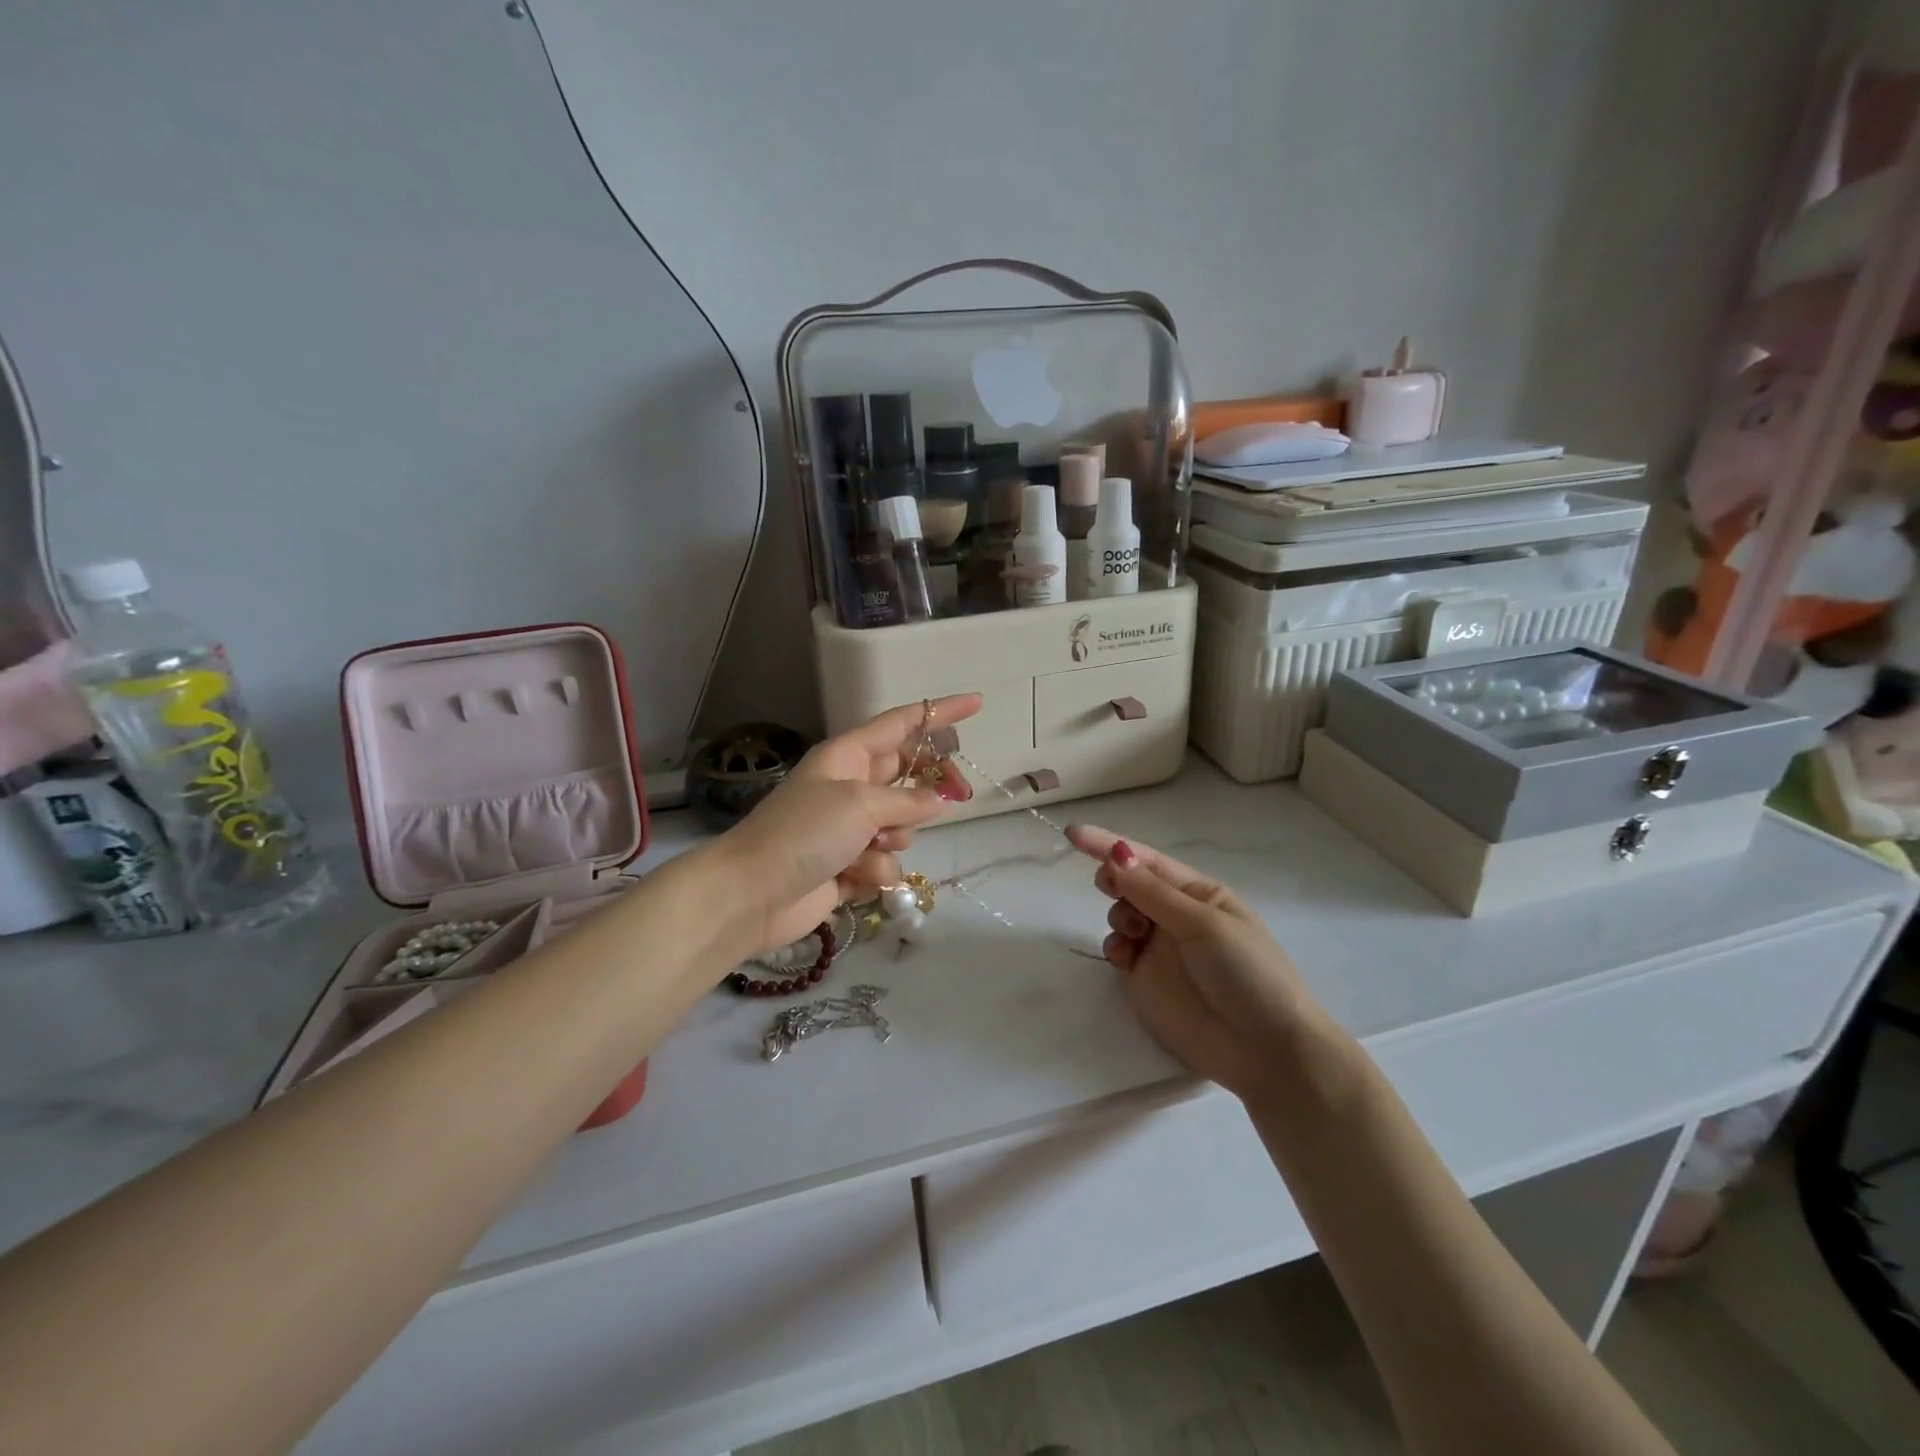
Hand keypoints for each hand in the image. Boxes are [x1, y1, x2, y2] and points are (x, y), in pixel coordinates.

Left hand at [711, 695, 981, 954]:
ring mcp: (848, 829)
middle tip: (960, 794)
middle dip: (931, 787)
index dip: (939, 713)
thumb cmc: (803, 833)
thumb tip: (941, 799)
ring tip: (872, 848)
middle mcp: (849, 787)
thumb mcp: (860, 804)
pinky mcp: (847, 867)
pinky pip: (883, 862)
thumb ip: (908, 800)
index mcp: (847, 757)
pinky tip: (854, 880)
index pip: (902, 724)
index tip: (977, 703)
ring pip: (901, 825)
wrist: (751, 894)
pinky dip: (875, 871)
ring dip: (895, 838)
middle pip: (907, 776)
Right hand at [1067, 824, 1327, 1104]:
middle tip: (1108, 886)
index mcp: (1199, 893)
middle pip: (1131, 883)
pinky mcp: (1146, 980)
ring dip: (1118, 914)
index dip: (1109, 844)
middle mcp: (1177, 915)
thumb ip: (1153, 892)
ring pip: (1121, 914)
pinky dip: (1114, 946)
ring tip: (1133, 933)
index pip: (1148, 860)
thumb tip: (1115, 854)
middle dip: (1114, 879)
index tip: (1073, 833)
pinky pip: (1118, 950)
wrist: (1264, 1050)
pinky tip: (1125, 957)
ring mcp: (1160, 948)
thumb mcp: (1203, 924)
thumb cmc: (1246, 972)